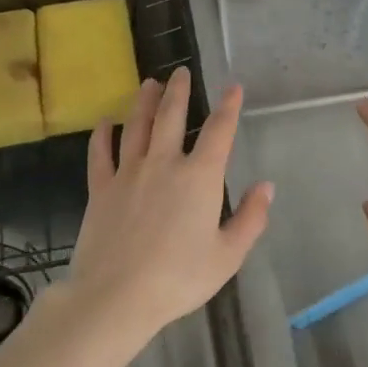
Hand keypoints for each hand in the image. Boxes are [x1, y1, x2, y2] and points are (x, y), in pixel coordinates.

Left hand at [58, 67, 273, 342]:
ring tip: (149, 83)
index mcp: (199, 177)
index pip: (219, 132)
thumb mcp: (227, 255)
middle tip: (180, 71)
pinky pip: (100, 153)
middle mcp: (164, 163)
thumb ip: (250, 219)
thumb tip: (266, 186)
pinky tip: (105, 123)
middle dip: (179, 91)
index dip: (228, 107)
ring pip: (137, 126)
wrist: (117, 295)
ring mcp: (128, 172)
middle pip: (171, 116)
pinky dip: (102, 135)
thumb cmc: (179, 278)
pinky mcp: (100, 188)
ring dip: (144, 102)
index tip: (233, 87)